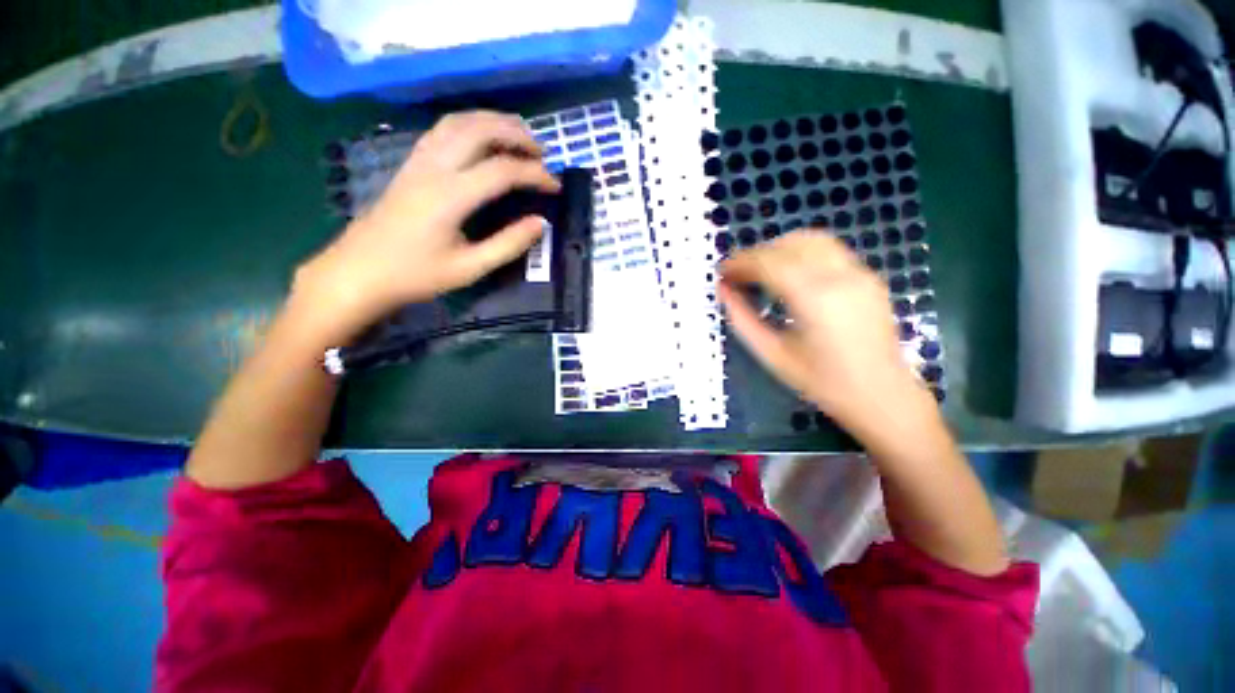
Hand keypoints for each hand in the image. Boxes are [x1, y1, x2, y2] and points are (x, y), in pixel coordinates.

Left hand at [292, 111, 559, 342]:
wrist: (357, 272)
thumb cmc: (415, 275)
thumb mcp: (470, 269)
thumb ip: (508, 245)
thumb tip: (540, 223)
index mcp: (451, 196)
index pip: (503, 171)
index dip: (535, 175)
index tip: (556, 186)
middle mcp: (434, 168)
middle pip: (480, 130)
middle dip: (516, 135)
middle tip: (542, 152)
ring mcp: (418, 162)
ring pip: (459, 122)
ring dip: (493, 122)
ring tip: (519, 135)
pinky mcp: (410, 165)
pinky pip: (443, 130)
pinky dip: (470, 125)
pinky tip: (482, 138)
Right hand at [718, 230, 933, 436]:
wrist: (882, 396)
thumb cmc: (822, 383)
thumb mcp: (772, 354)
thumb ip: (742, 319)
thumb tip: (723, 291)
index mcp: (814, 299)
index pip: (769, 262)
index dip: (740, 262)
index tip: (721, 271)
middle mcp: (840, 276)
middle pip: (789, 245)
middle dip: (756, 254)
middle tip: (736, 274)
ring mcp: (859, 273)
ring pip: (811, 239)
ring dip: (779, 248)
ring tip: (760, 270)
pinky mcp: (868, 277)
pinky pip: (829, 250)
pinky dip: (801, 252)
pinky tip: (789, 274)